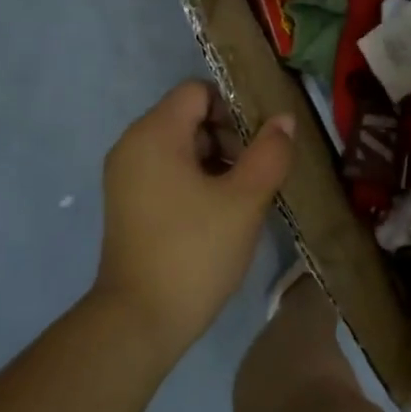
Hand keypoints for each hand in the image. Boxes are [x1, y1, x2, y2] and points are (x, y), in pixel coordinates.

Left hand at [94, 81, 294, 352]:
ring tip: (246, 198)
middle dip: (230, 137)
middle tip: (259, 175)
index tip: (263, 143)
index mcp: (154, 134)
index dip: (236, 108)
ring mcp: (127, 178)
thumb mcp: (245, 200)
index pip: (198, 91)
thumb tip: (283, 120)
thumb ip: (270, 153)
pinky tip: (222, 214)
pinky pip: (169, 174)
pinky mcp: (130, 205)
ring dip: (219, 162)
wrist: (141, 319)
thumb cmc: (195, 251)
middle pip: (189, 117)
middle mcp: (132, 146)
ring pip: (182, 148)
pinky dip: (198, 182)